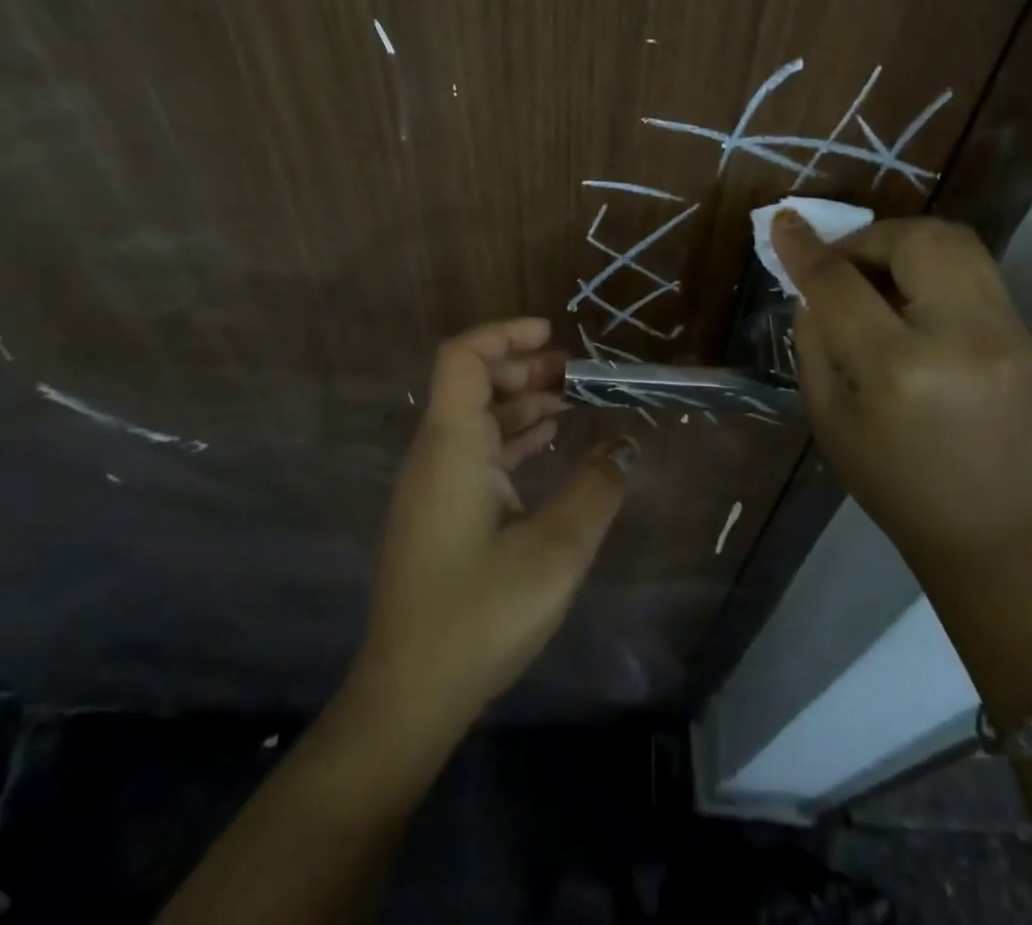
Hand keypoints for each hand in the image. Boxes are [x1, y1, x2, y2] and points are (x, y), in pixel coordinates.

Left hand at [349, 318, 633, 731]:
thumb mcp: (555, 552)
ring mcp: (434, 486)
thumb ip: (595, 491)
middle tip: (576, 373)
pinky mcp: (439, 513)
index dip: (505, 335)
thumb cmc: (480, 615)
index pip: (464, 359)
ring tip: (573, 402)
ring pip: (476, 420)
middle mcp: (435, 455)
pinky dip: (512, 439)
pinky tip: (549, 446)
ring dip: (521, 404)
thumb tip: (622, 449)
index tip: (552, 335)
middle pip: (472, 384)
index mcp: (452, 447)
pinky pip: (476, 453)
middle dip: (524, 368)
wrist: (410, 696)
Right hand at [771, 213, 1031, 561]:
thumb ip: (814, 341)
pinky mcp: (1022, 331)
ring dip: (902, 242)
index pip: (842, 284)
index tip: (782, 223)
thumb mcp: (827, 416)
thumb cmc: (891, 483)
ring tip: (876, 274)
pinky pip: (972, 264)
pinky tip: (910, 296)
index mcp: (899, 369)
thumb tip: (811, 286)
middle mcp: (961, 336)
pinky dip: (931, 261)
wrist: (989, 529)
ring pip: (952, 239)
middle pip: (913, 239)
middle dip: (866, 238)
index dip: (806, 248)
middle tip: (841, 264)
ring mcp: (1004, 330)